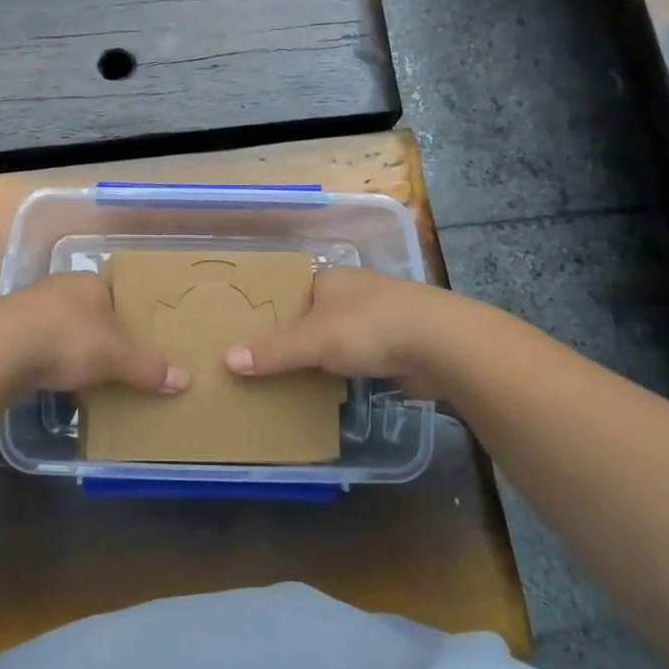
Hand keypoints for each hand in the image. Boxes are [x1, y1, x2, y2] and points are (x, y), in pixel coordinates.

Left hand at [0, 273, 190, 399]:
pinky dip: (48, 361)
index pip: (116, 295)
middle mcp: (61, 287)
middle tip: (115, 364)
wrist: (0, 349)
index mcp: (90, 282)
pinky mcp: (8, 329)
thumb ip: (147, 368)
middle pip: (89, 313)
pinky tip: (53, 382)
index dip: (127, 318)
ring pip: (62, 328)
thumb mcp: (115, 357)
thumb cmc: (68, 339)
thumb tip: (185, 380)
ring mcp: (31, 306)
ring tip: (86, 379)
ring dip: (72, 350)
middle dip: (100, 337)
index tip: (136, 343)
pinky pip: (38, 344)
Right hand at [224, 266, 447, 397]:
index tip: (254, 336)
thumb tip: (228, 359)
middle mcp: (356, 291)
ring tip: (300, 381)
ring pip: (344, 337)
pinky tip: (340, 390)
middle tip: (270, 364)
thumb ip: (272, 351)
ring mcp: (384, 316)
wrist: (440, 343)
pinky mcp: (404, 343)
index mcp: (331, 279)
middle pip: (317, 315)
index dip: (274, 312)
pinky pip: (366, 357)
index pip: (294, 292)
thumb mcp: (312, 340)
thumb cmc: (368, 326)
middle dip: (300, 338)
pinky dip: (353, 372)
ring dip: (329, 357)